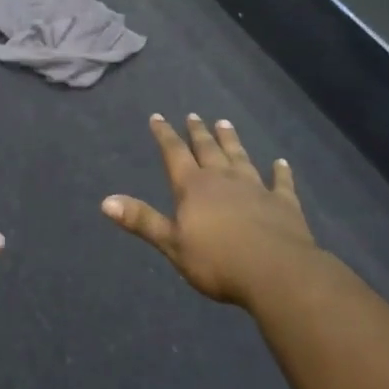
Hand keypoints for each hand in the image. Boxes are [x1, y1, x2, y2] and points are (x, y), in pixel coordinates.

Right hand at [102, 114, 319, 306]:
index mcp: (194, 187)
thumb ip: (142, 220)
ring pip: (240, 157)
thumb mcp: (172, 244)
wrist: (277, 272)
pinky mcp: (284, 203)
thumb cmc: (218, 261)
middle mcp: (223, 179)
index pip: (174, 153)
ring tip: (224, 122)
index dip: (164, 134)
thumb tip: (105, 201)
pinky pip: (281, 182)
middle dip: (198, 132)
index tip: (157, 116)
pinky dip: (280, 172)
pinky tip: (281, 163)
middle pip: (208, 149)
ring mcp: (256, 188)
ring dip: (231, 140)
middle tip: (193, 115)